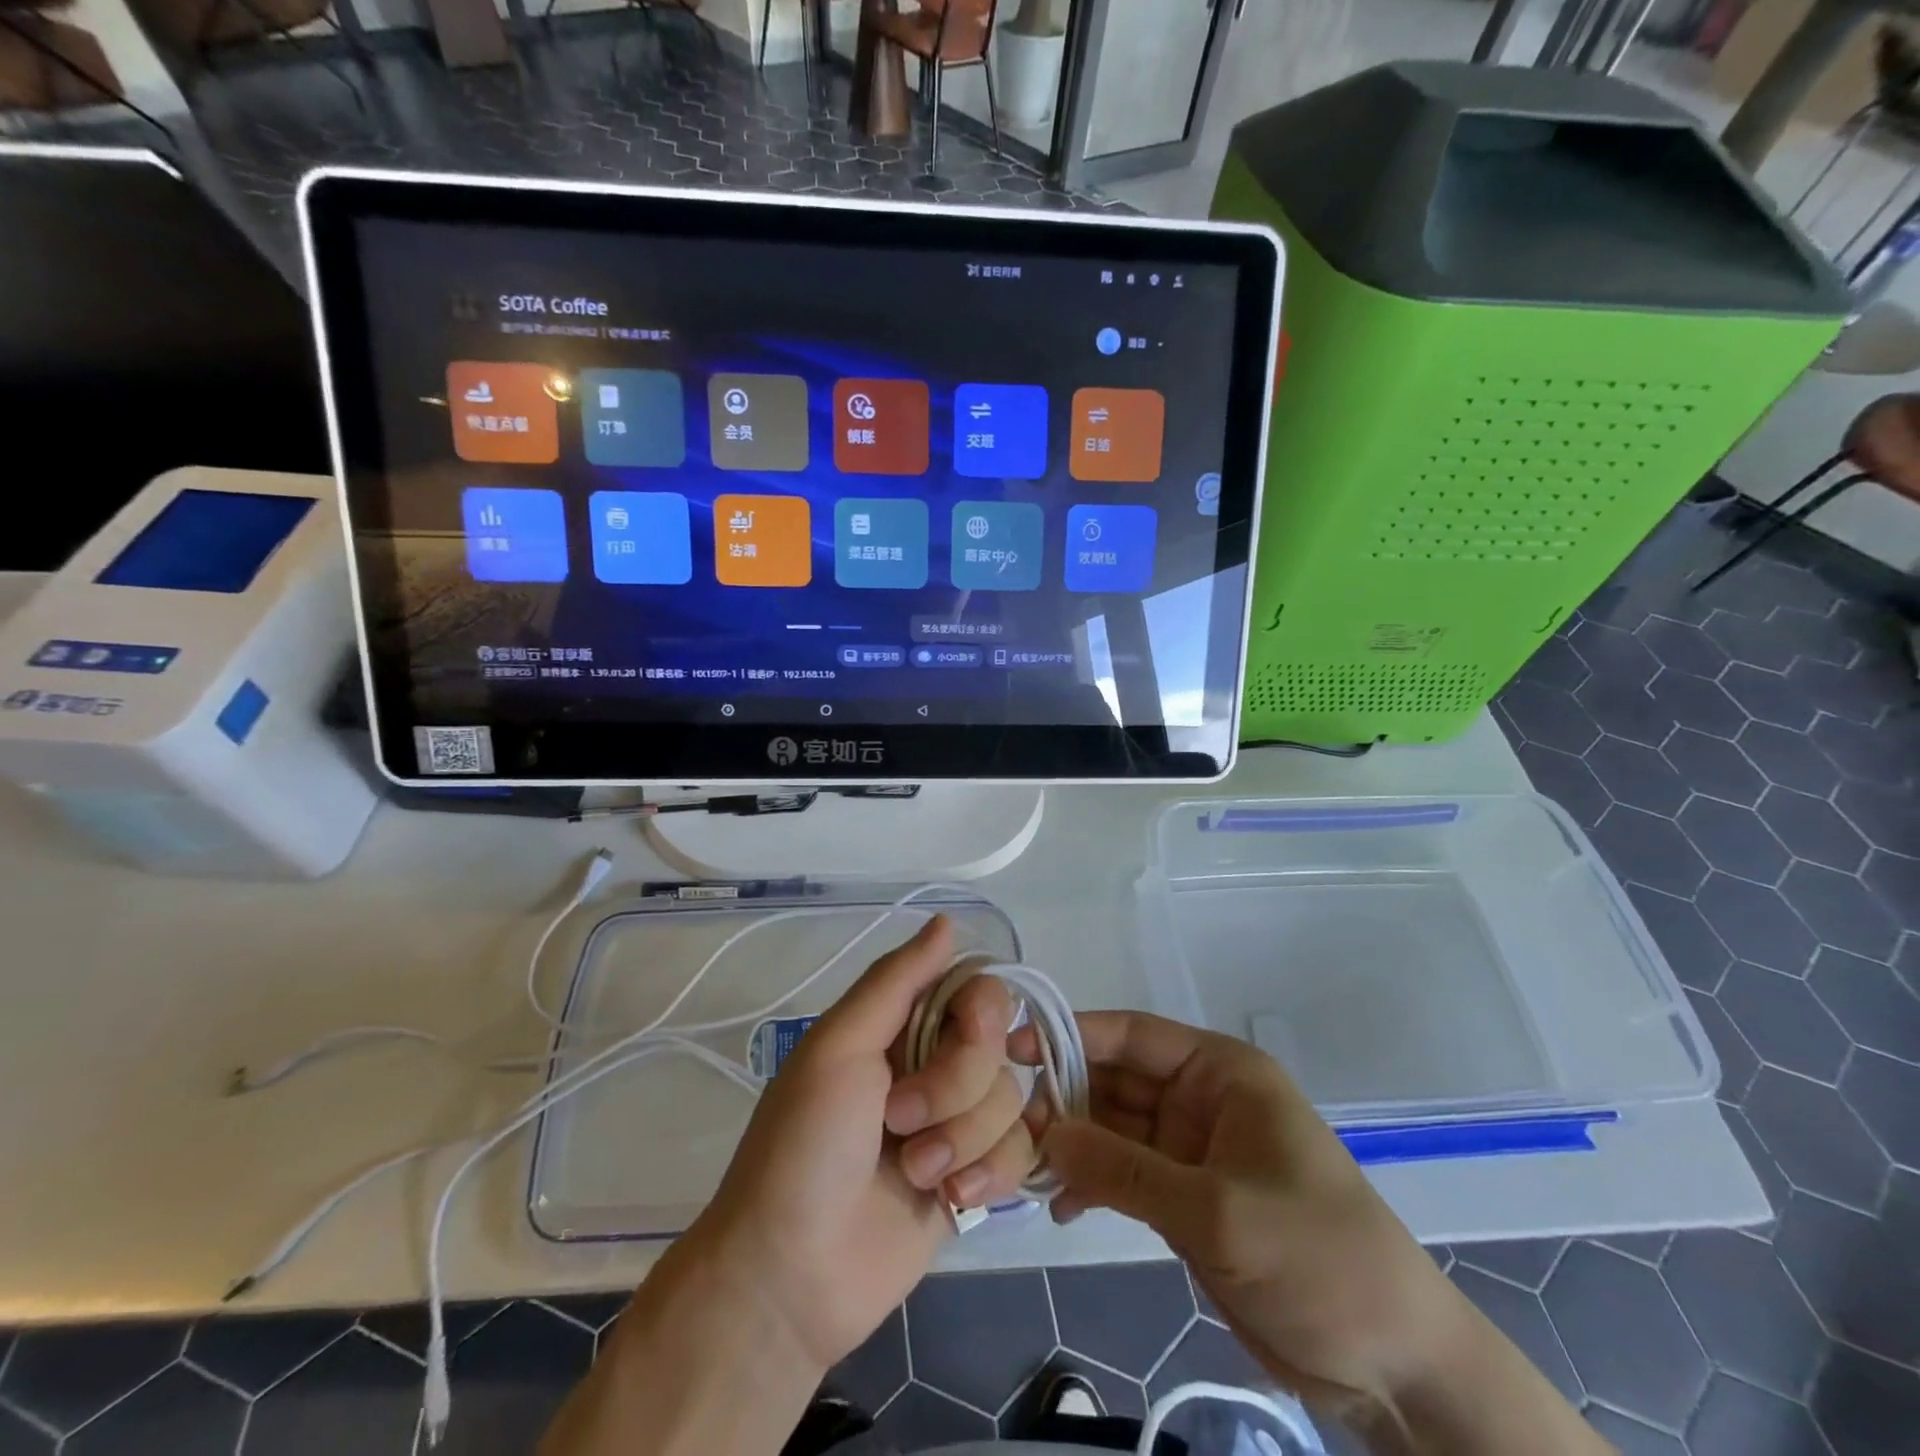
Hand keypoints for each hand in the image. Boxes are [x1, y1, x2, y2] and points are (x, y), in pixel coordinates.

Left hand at [683, 915, 1036, 1370]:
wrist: (792, 1275)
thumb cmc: (804, 1146)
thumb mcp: (839, 1048)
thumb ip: (896, 981)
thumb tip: (947, 920)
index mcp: (900, 1025)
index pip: (975, 989)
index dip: (978, 1015)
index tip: (957, 1036)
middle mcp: (933, 1065)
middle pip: (997, 1046)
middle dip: (955, 1087)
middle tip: (898, 1120)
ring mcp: (956, 1124)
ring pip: (1009, 1101)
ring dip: (961, 1140)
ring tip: (911, 1172)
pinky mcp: (974, 1178)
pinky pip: (1020, 1152)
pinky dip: (987, 1175)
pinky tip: (949, 1201)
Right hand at [1016, 1010, 1453, 1415]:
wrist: (1394, 1363)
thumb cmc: (1316, 1256)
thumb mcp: (1215, 1211)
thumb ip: (1124, 1170)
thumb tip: (1043, 1134)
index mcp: (1219, 1072)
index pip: (1133, 1035)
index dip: (1072, 1034)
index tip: (1012, 1049)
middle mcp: (1200, 1099)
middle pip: (1115, 1082)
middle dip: (1063, 1099)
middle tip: (1008, 1126)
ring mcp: (1191, 1151)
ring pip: (1113, 1130)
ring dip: (1071, 1145)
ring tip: (1022, 1167)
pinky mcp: (1186, 1199)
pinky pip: (1123, 1176)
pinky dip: (1091, 1185)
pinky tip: (1058, 1207)